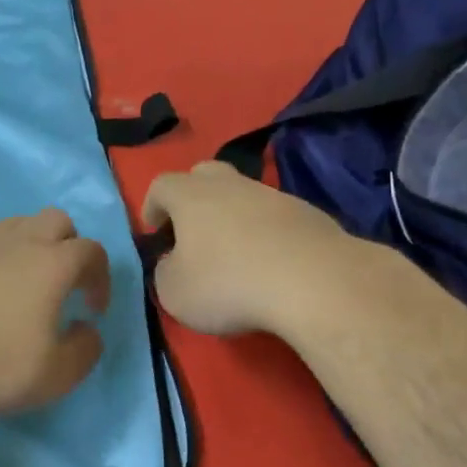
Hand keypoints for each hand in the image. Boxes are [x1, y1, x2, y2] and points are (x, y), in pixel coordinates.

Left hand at [0, 209, 110, 418]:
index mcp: (50, 263)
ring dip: (30, 246)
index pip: (91, 251)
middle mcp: (16, 242)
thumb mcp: (55, 375)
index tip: (93, 309)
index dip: (101, 277)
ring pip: (15, 225)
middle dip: (69, 246)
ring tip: (24, 285)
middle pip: (55, 221)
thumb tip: (87, 330)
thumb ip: (84, 350)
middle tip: (64, 284)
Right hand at [141, 161, 356, 337]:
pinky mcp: (308, 214)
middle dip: (193, 196)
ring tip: (234, 252)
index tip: (154, 230)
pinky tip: (271, 263)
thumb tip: (173, 263)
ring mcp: (273, 196)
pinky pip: (276, 217)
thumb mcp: (175, 292)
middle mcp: (231, 184)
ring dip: (233, 216)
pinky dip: (267, 233)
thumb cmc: (228, 284)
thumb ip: (165, 272)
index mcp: (191, 195)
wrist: (314, 281)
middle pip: (205, 174)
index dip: (152, 205)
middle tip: (191, 229)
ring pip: (244, 194)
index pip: (161, 185)